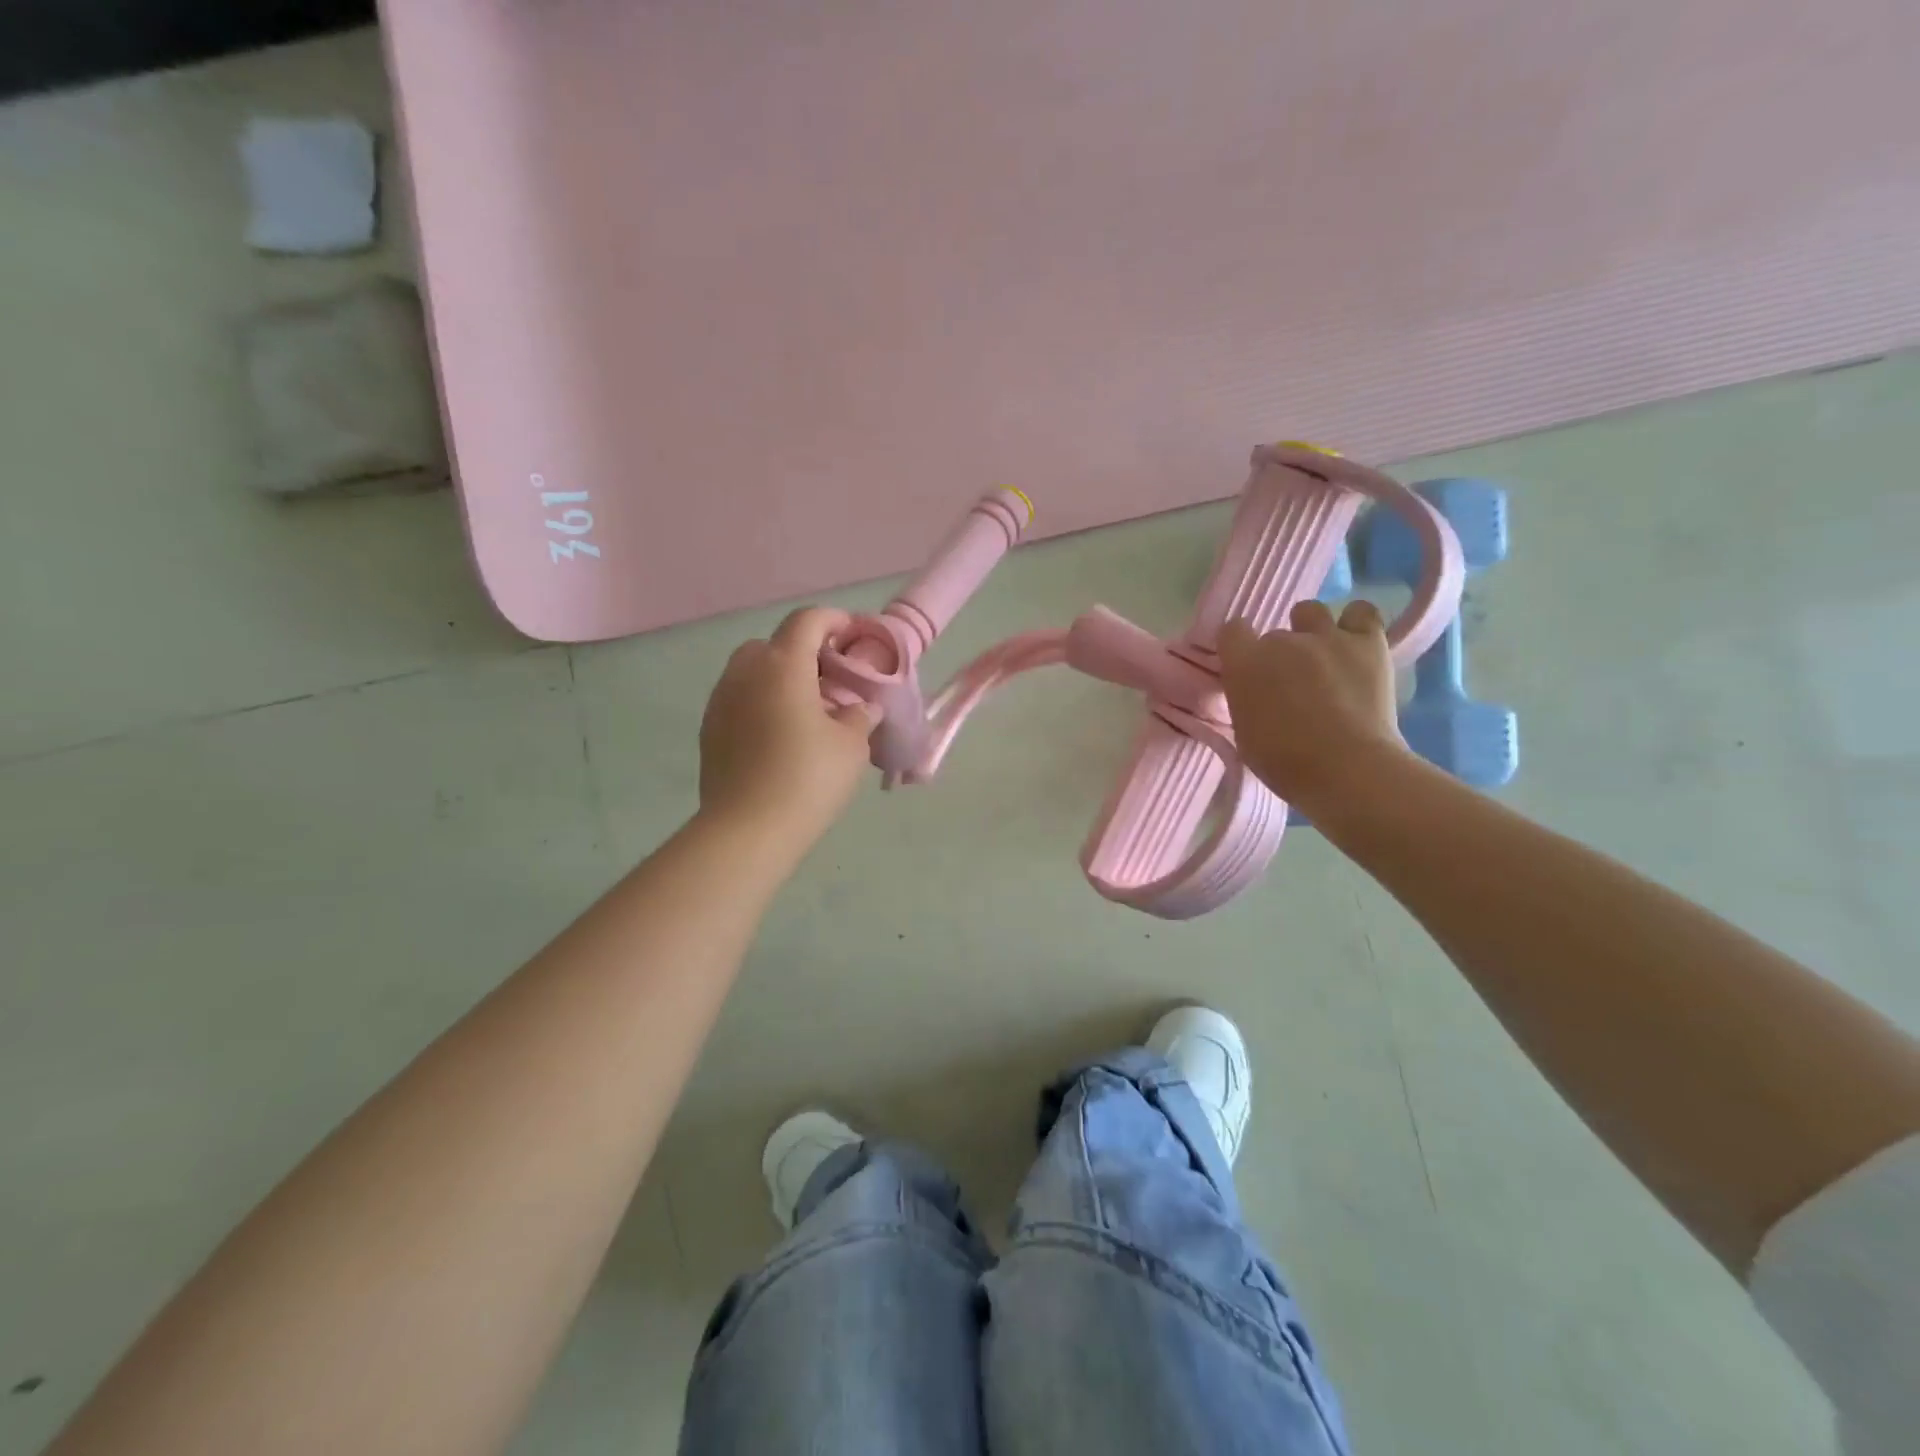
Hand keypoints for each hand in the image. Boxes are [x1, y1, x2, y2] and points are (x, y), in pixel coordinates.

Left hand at [699, 607, 877, 850]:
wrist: (747, 830)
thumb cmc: (808, 778)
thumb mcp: (851, 745)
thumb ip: (859, 715)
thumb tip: (860, 707)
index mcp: (783, 666)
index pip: (807, 621)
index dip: (834, 620)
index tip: (853, 635)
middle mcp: (745, 673)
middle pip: (773, 644)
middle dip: (802, 651)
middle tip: (829, 679)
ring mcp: (721, 701)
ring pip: (751, 672)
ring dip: (778, 678)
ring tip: (805, 709)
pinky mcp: (709, 730)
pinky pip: (738, 699)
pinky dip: (760, 702)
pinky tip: (779, 734)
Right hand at [1218, 599, 1409, 807]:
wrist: (1345, 769)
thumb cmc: (1284, 762)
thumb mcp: (1244, 732)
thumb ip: (1246, 700)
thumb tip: (1255, 692)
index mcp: (1245, 663)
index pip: (1232, 631)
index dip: (1239, 647)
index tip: (1246, 667)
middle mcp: (1282, 641)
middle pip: (1274, 634)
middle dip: (1279, 654)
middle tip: (1290, 682)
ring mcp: (1326, 637)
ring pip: (1311, 612)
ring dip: (1311, 630)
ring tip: (1322, 656)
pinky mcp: (1368, 642)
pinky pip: (1360, 613)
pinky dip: (1356, 623)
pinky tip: (1355, 643)